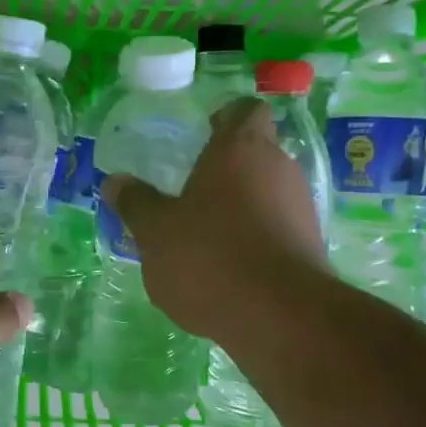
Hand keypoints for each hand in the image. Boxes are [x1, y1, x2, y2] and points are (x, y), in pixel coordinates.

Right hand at [101, 98, 327, 341]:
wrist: (280, 316)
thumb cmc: (209, 257)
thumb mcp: (156, 232)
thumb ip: (135, 203)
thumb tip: (114, 181)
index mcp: (240, 149)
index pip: (244, 110)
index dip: (226, 117)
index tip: (205, 133)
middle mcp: (278, 167)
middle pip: (257, 151)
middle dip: (228, 167)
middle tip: (193, 190)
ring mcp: (301, 205)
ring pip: (269, 190)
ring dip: (242, 204)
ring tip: (209, 234)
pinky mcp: (312, 243)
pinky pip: (279, 225)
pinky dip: (258, 235)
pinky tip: (232, 266)